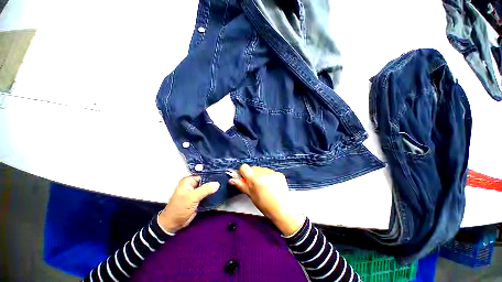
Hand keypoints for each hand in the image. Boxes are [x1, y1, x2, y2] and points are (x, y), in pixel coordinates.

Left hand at [158, 176, 219, 233]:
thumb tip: (217, 183)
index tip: (222, 177)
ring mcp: (195, 192)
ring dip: (214, 189)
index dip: (212, 177)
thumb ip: (205, 190)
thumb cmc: (179, 209)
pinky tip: (220, 194)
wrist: (173, 224)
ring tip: (224, 187)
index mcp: (188, 181)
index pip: (203, 175)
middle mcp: (192, 184)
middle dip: (214, 183)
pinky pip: (207, 195)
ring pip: (207, 188)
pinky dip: (212, 195)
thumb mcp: (192, 198)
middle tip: (224, 183)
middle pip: (206, 181)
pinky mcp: (198, 199)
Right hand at [229, 164, 305, 235]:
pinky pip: (270, 171)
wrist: (283, 209)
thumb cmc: (265, 205)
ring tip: (264, 186)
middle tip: (255, 185)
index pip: (244, 167)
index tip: (244, 179)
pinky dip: (268, 176)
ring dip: (260, 174)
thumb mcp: (251, 196)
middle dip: (252, 174)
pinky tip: (272, 185)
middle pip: (253, 168)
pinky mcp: (279, 173)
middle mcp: (263, 172)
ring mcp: (272, 172)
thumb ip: (241, 185)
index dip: (243, 172)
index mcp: (254, 178)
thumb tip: (232, 179)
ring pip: (261, 169)